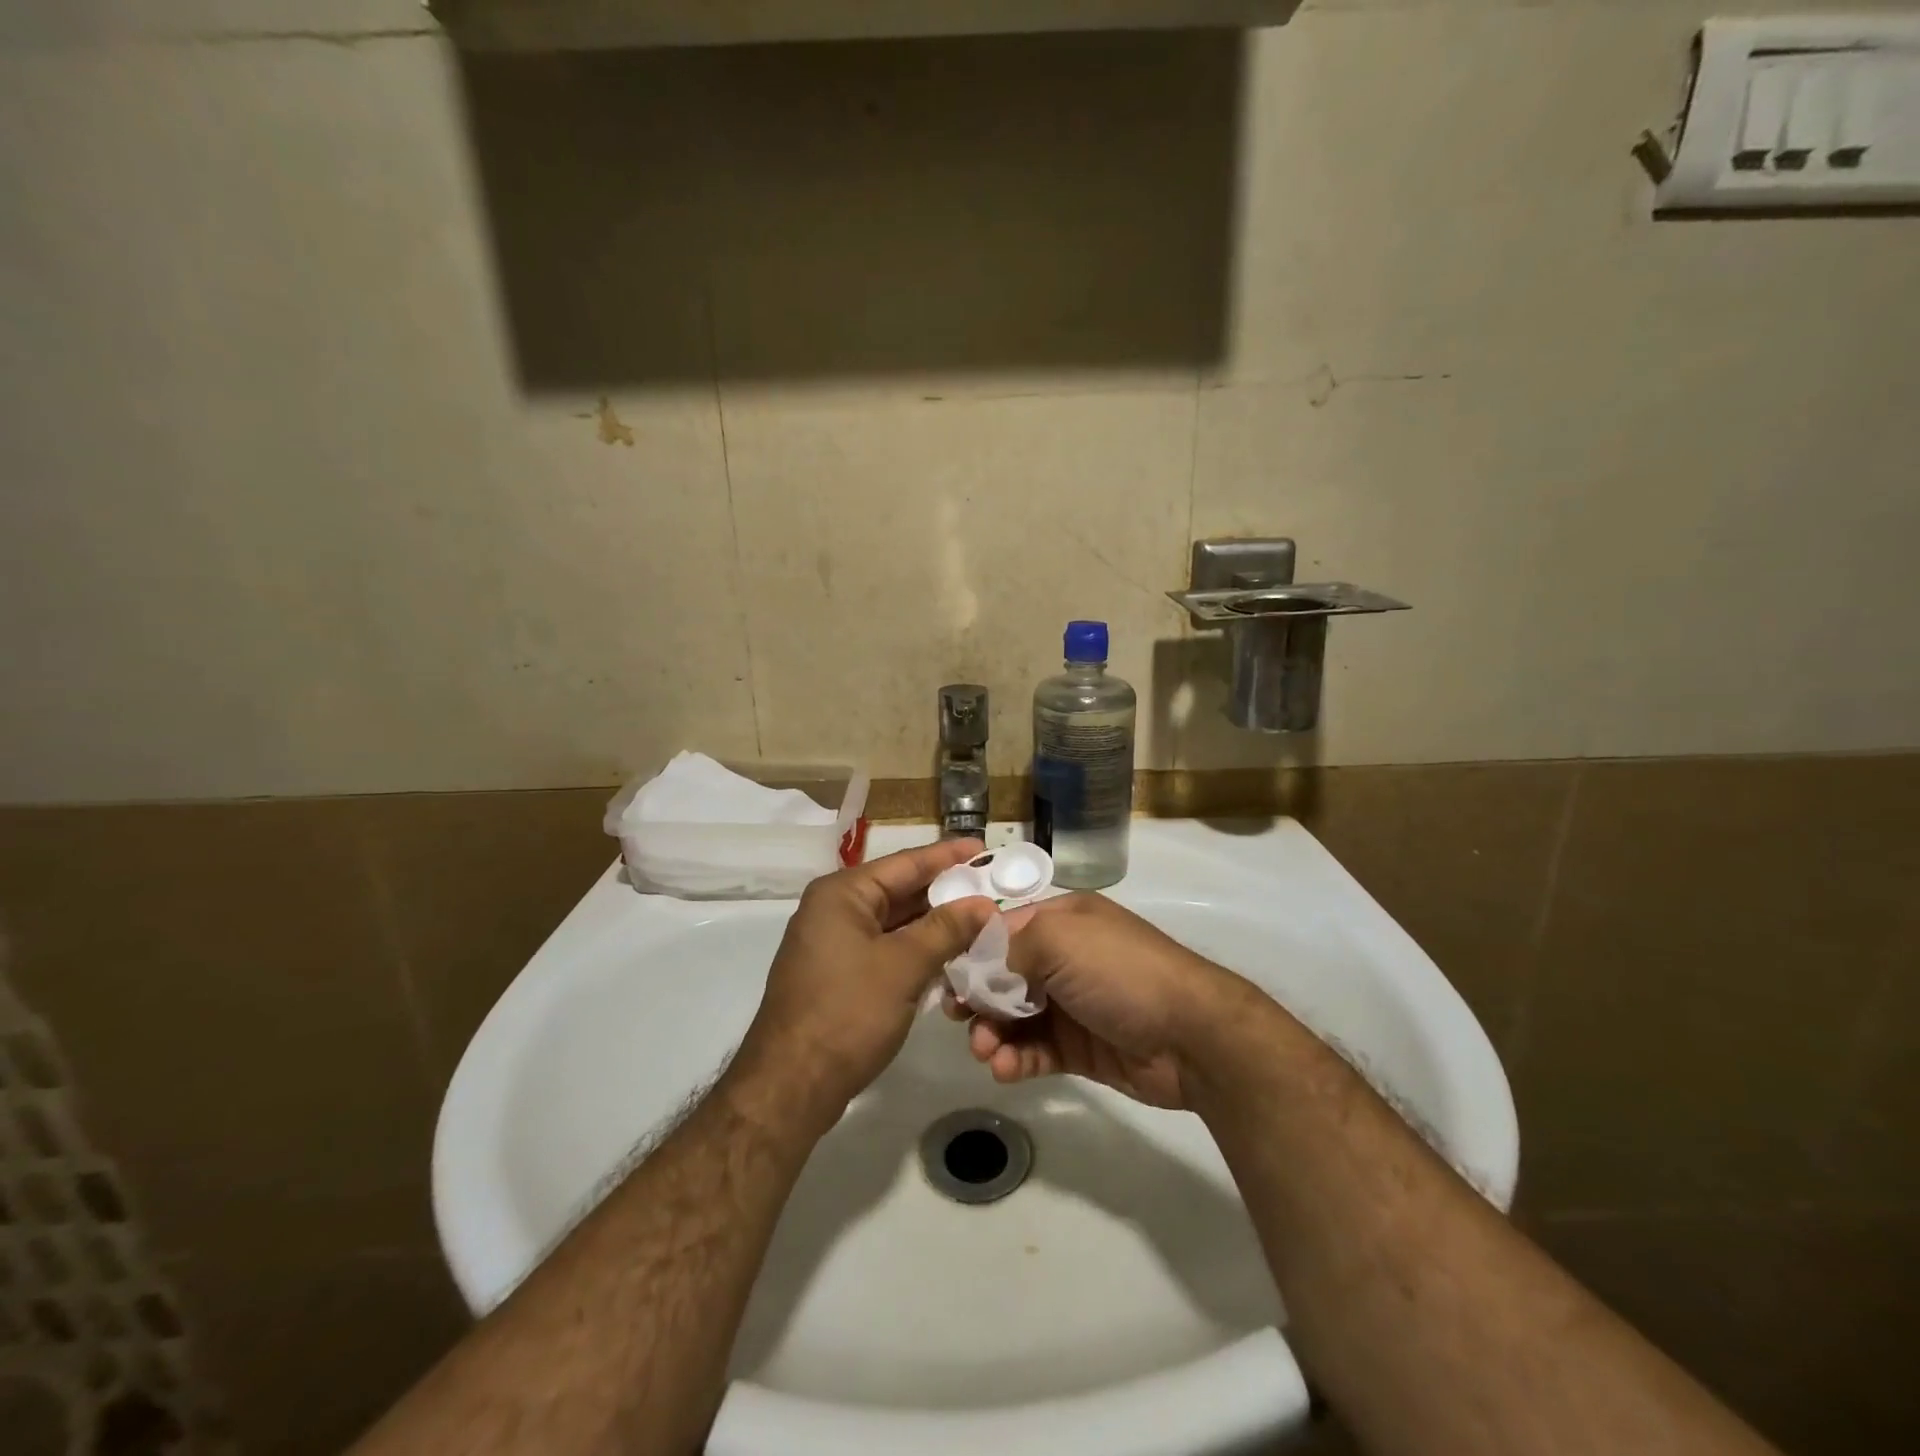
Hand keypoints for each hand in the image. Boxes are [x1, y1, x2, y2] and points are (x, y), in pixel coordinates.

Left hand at [733, 840, 995, 1130]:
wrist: (791, 1086)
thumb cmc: (847, 1013)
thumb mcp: (904, 966)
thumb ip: (946, 930)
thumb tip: (983, 905)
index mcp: (843, 894)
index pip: (906, 863)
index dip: (948, 856)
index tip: (985, 849)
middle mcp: (835, 910)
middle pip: (900, 890)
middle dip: (946, 892)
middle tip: (992, 887)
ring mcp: (834, 944)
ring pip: (895, 923)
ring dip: (935, 924)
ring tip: (981, 919)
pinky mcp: (839, 975)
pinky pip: (886, 949)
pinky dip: (917, 949)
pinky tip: (952, 955)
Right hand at [946, 893, 1249, 1108]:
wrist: (1192, 1036)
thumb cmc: (1121, 972)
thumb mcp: (1060, 939)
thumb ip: (1010, 948)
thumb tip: (980, 970)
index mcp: (1063, 921)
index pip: (1003, 929)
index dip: (972, 951)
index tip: (946, 976)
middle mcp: (1065, 958)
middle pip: (1004, 975)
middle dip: (978, 996)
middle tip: (959, 1018)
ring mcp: (1073, 1005)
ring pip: (1015, 1017)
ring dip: (993, 1033)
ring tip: (986, 1052)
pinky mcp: (1080, 1049)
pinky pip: (1036, 1051)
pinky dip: (1016, 1059)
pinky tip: (1006, 1069)